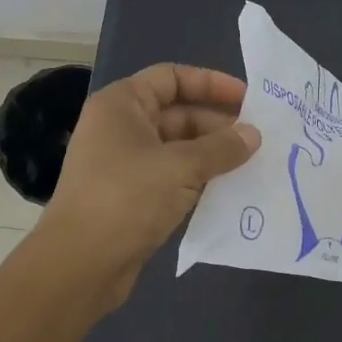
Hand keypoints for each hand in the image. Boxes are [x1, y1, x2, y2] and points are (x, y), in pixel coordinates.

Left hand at [38, 64, 259, 307]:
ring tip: (254, 163)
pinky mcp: (135, 196)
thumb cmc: (127, 198)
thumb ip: (222, 147)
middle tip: (260, 138)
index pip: (172, 77)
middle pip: (179, 113)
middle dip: (220, 124)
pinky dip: (202, 179)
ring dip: (215, 154)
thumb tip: (254, 135)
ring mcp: (127, 164)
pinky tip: (232, 189)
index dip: (211, 83)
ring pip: (180, 148)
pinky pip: (175, 177)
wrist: (80, 264)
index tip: (249, 100)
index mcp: (123, 105)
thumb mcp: (181, 167)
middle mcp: (122, 128)